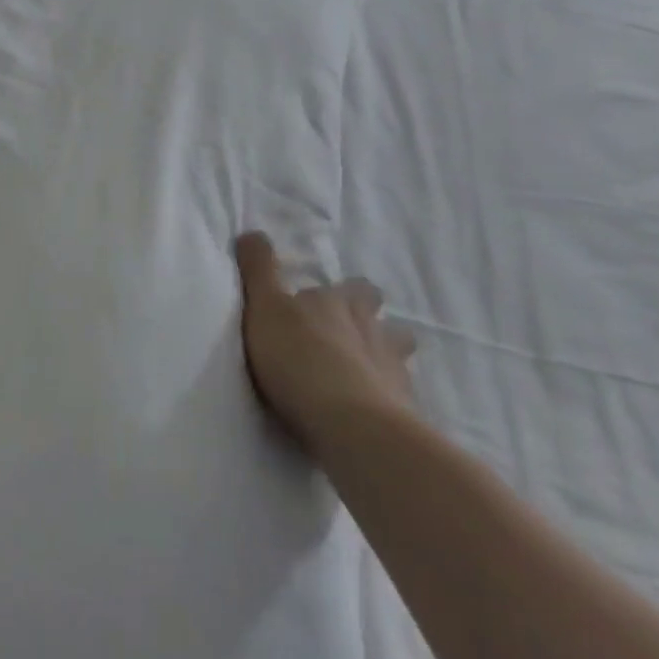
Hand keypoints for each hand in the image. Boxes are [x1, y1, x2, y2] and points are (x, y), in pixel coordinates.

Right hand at [236, 231, 417, 453]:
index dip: (345, 291)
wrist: (351, 425)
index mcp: (338, 303)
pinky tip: (374, 408)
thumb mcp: (264, 305)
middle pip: (386, 320)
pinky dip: (389, 398)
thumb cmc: (298, 357)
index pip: (353, 287)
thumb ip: (259, 269)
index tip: (330, 298)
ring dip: (387, 357)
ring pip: (400, 355)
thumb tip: (252, 232)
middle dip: (374, 321)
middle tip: (354, 332)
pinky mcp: (405, 412)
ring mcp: (394, 372)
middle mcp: (372, 330)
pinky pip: (400, 396)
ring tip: (367, 370)